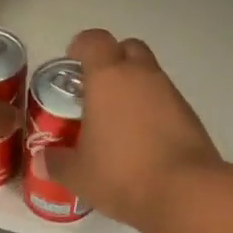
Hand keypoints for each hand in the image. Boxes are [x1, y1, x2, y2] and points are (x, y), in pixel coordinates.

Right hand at [45, 29, 222, 232]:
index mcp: (109, 77)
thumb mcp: (79, 174)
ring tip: (118, 121)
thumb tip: (42, 160)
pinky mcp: (190, 115)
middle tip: (96, 89)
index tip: (72, 62)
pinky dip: (153, 110)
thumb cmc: (122, 174)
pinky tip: (143, 140)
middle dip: (112, 61)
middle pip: (128, 49)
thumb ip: (57, 162)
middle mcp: (142, 75)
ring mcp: (171, 93)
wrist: (185, 192)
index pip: (94, 40)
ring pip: (150, 75)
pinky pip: (166, 100)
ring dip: (134, 87)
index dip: (81, 46)